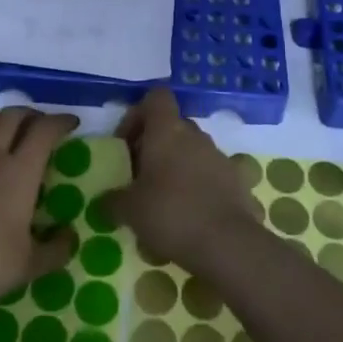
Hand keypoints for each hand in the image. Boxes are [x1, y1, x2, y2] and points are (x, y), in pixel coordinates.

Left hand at [0, 107, 78, 320]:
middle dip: (29, 114)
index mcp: (18, 174)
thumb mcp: (28, 267)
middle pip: (11, 116)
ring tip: (3, 130)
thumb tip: (72, 236)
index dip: (60, 121)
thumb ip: (56, 250)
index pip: (44, 131)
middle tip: (39, 125)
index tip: (71, 123)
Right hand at [103, 89, 260, 271]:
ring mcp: (219, 156)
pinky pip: (211, 174)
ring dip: (177, 166)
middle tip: (140, 177)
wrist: (227, 244)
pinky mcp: (237, 180)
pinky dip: (199, 186)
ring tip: (164, 201)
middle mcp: (195, 135)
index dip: (138, 114)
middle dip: (155, 146)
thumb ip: (113, 201)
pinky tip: (191, 215)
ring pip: (192, 150)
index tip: (127, 144)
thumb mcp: (130, 210)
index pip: (156, 97)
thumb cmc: (171, 214)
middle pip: (172, 126)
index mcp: (167, 130)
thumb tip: (105, 202)